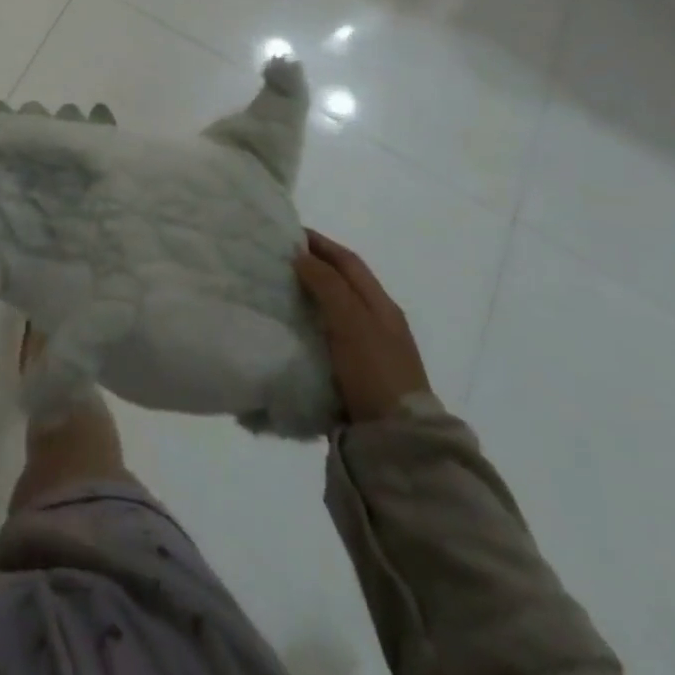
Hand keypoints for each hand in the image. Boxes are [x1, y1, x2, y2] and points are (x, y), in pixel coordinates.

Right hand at [295, 230, 430, 421]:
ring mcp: (370, 350)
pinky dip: (310, 323)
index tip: (287, 233)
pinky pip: (329, 335)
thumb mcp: (351, 322)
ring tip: (277, 289)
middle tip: (276, 259)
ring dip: (310, 295)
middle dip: (313, 266)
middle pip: (343, 283)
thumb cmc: (375, 372)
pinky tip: (290, 328)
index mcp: (381, 305)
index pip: (348, 262)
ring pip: (335, 309)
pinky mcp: (357, 374)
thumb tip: (300, 256)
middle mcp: (378, 322)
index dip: (320, 243)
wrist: (398, 441)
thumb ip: (327, 286)